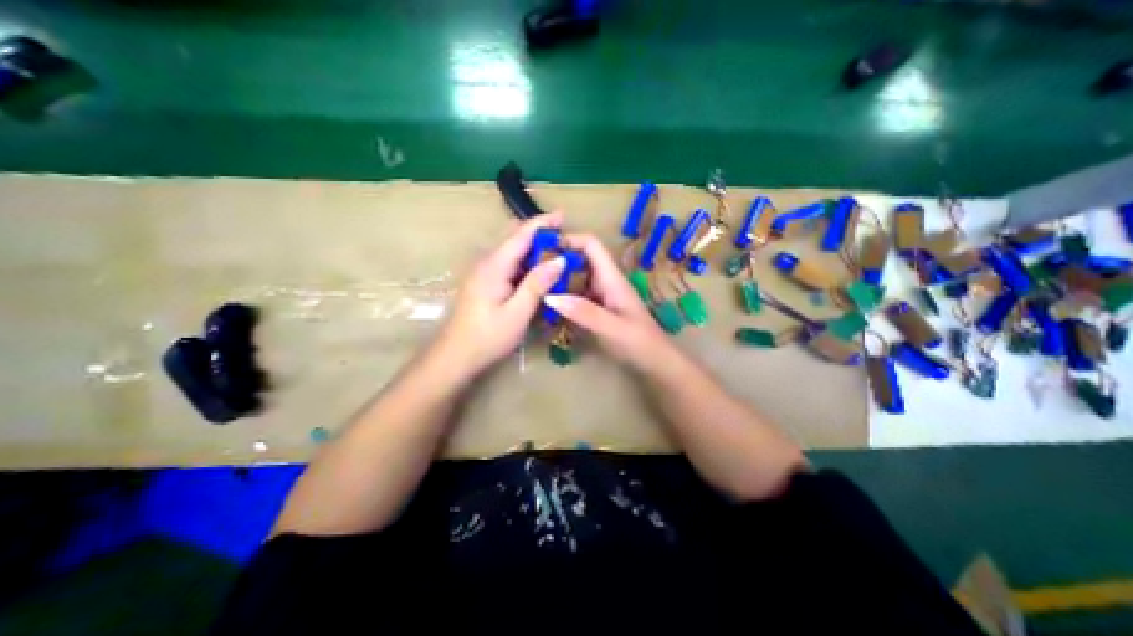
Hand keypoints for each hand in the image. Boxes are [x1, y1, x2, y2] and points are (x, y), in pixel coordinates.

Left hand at [435, 211, 570, 375]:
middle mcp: (486, 262)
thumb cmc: (487, 337)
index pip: (520, 234)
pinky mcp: (483, 282)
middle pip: (514, 238)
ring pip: (511, 251)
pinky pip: (507, 264)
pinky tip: (536, 273)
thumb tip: (559, 259)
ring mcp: (482, 272)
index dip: (542, 223)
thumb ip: (537, 284)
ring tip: (555, 256)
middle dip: (539, 234)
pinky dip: (524, 262)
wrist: (455, 356)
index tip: (562, 214)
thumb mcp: (517, 313)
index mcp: (494, 266)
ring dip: (532, 249)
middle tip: (564, 241)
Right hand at [547, 232, 675, 369]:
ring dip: (558, 278)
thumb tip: (549, 296)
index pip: (591, 245)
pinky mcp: (598, 310)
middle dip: (558, 259)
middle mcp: (605, 282)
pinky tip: (548, 305)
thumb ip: (584, 313)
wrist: (656, 363)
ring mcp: (601, 296)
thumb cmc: (640, 343)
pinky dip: (562, 295)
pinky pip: (576, 295)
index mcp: (612, 279)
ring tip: (534, 285)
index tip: (543, 248)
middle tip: (531, 269)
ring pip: (577, 278)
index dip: (570, 239)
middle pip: (581, 259)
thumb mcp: (612, 328)